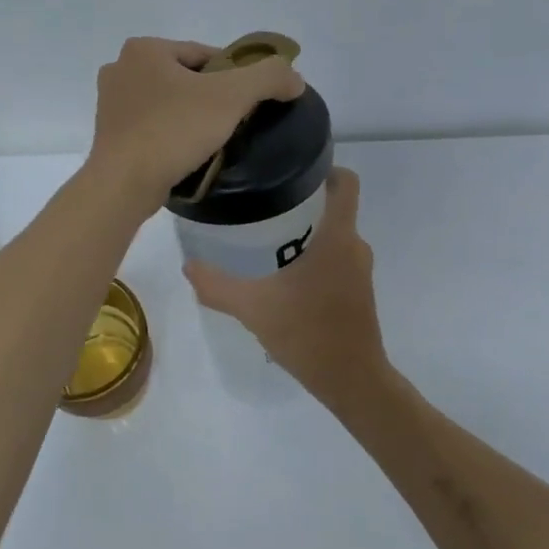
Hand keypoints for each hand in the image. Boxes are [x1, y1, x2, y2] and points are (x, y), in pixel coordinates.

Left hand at [86, 36, 304, 213]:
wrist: (124, 185)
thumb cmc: (174, 131)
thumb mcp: (231, 97)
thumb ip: (269, 78)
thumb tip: (295, 79)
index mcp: (145, 48)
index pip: (206, 55)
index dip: (236, 76)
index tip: (253, 101)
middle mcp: (121, 67)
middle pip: (187, 78)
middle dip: (212, 97)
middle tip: (236, 123)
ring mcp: (110, 103)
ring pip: (168, 103)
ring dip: (191, 116)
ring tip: (214, 141)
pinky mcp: (109, 134)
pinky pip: (152, 126)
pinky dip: (171, 134)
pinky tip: (187, 153)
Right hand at [183, 168, 389, 402]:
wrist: (351, 379)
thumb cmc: (307, 333)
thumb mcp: (253, 308)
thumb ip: (217, 286)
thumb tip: (189, 266)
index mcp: (338, 237)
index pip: (346, 182)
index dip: (324, 169)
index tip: (290, 171)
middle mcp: (355, 246)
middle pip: (333, 207)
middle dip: (301, 202)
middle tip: (261, 206)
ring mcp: (359, 271)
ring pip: (333, 236)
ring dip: (305, 233)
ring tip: (265, 239)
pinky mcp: (357, 292)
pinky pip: (336, 259)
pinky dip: (313, 258)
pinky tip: (283, 276)